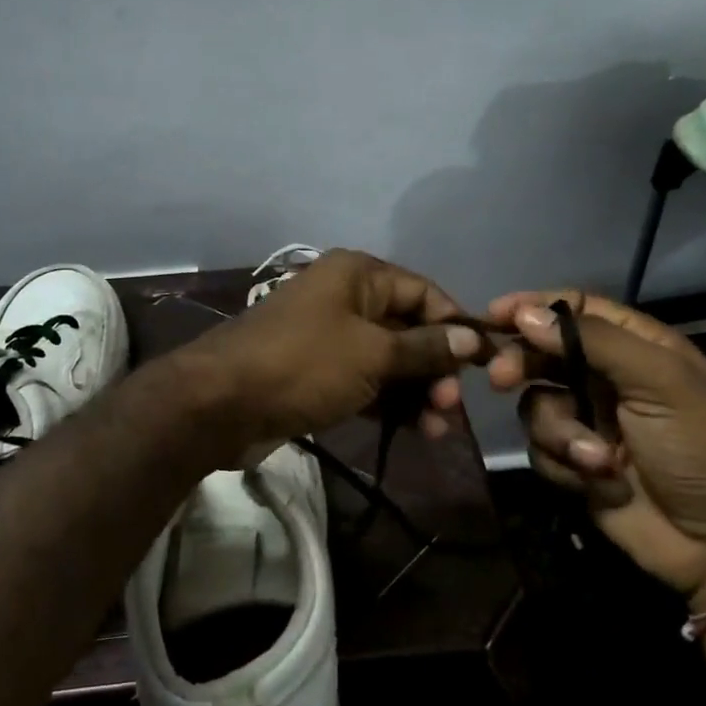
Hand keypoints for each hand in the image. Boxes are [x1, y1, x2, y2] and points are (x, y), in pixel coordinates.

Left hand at [190, 250, 486, 448]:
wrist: (220, 403)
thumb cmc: (304, 364)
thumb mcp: (372, 354)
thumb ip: (424, 347)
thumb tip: (472, 339)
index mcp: (358, 275)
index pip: (424, 292)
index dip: (455, 326)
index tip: (485, 364)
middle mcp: (345, 297)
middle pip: (408, 328)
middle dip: (435, 367)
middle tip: (450, 407)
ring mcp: (329, 336)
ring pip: (388, 360)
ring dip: (415, 391)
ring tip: (435, 429)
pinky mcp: (317, 372)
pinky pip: (365, 381)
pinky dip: (388, 402)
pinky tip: (412, 430)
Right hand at [487, 289, 705, 603]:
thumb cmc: (704, 448)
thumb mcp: (660, 381)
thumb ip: (593, 341)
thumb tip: (526, 314)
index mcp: (637, 348)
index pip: (576, 310)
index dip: (535, 308)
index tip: (494, 313)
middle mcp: (608, 379)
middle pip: (543, 354)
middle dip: (522, 366)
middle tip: (499, 377)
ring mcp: (590, 422)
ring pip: (537, 406)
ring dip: (560, 432)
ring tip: (596, 459)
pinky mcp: (577, 465)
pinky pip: (542, 450)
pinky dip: (564, 465)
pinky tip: (598, 482)